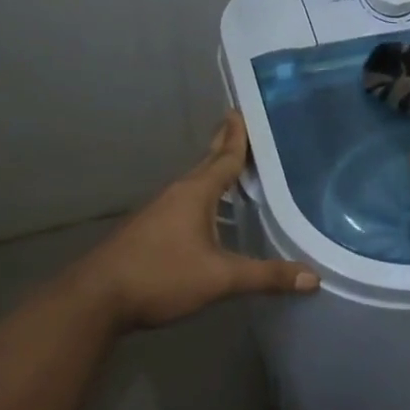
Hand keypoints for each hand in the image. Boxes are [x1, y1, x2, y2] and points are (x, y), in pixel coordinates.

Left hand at [76, 111, 318, 330]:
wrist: (96, 300)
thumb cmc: (161, 276)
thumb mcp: (220, 278)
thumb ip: (266, 276)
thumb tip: (313, 278)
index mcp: (195, 194)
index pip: (224, 158)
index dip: (237, 136)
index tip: (242, 110)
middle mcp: (177, 195)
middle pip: (206, 164)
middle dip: (223, 145)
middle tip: (237, 124)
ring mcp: (159, 212)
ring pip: (194, 184)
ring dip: (212, 172)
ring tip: (231, 167)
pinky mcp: (149, 231)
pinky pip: (184, 203)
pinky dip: (202, 197)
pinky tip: (209, 213)